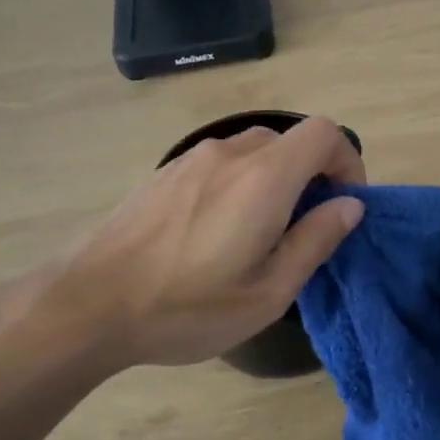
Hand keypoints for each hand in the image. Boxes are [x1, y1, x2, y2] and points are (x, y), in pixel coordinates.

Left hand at [48, 117, 365, 367]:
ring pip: (254, 151)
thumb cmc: (188, 306)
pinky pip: (220, 163)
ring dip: (274, 179)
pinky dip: (239, 183)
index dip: (347, 161)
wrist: (89, 304)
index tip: (344, 203)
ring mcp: (192, 158)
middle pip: (290, 141)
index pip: (325, 133)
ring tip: (258, 234)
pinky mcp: (166, 172)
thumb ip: (315, 240)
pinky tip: (215, 232)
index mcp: (264, 177)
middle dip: (311, 176)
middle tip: (303, 228)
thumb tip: (349, 206)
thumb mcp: (268, 292)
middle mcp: (231, 154)